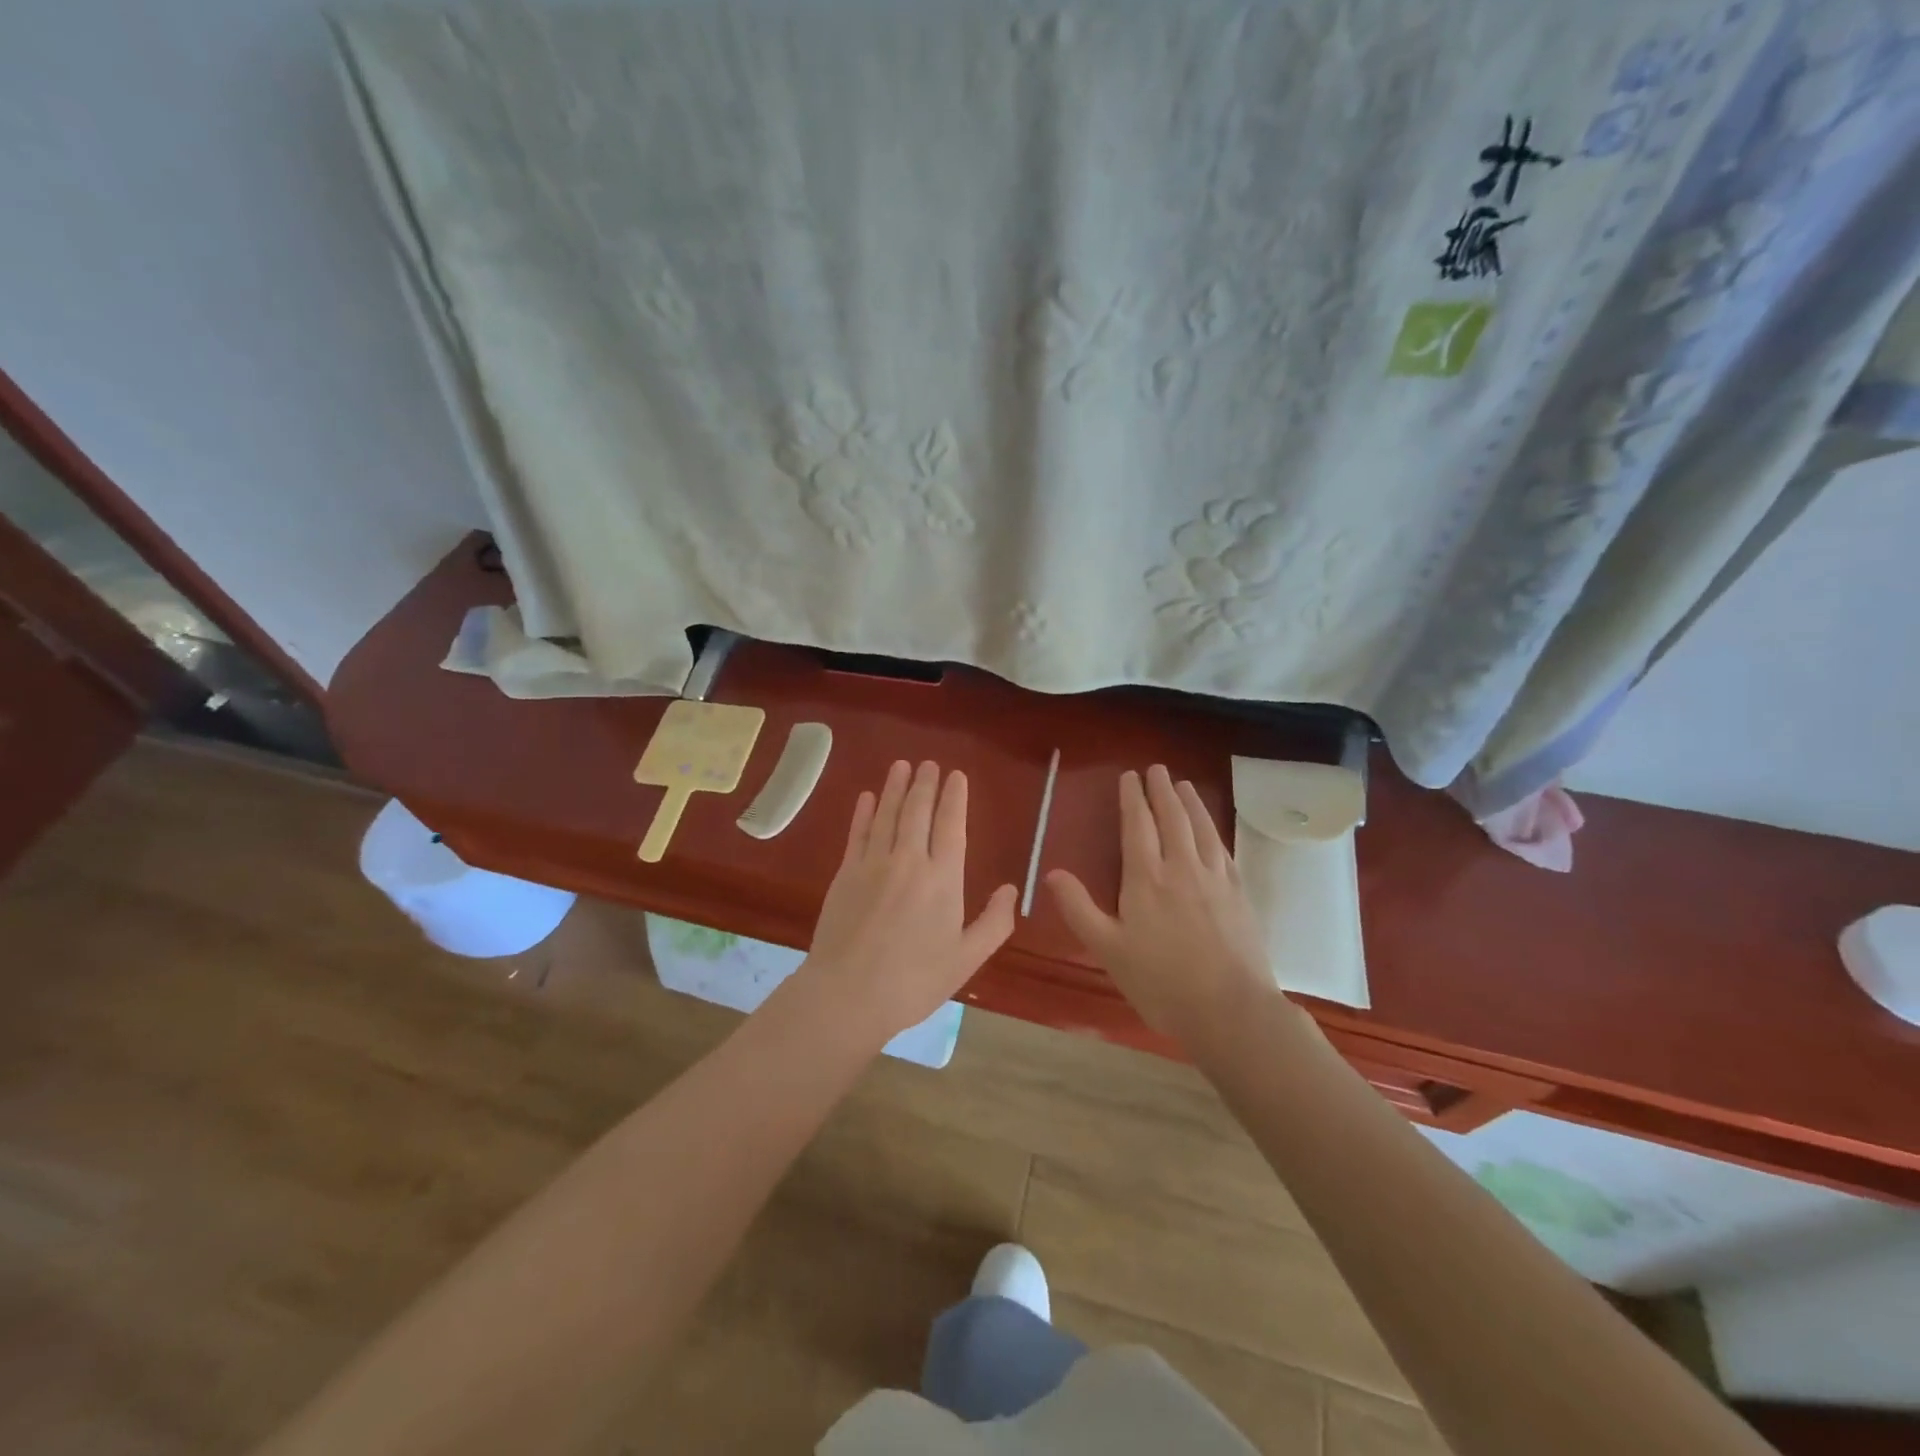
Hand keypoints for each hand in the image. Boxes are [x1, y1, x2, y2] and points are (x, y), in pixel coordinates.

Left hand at [798, 760, 1018, 1043]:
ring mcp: (873, 864)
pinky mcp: (845, 873)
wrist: (848, 994)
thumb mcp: (966, 959)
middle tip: (928, 763)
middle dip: (925, 783)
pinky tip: (868, 797)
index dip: (954, 797)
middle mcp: (909, 860)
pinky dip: (864, 812)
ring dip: (895, 787)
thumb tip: (1010, 889)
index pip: (951, 825)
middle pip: (918, 811)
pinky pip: (858, 833)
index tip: (956, 775)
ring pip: (887, 815)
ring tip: (901, 765)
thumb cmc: (914, 981)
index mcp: (943, 879)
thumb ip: (994, 922)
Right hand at [1047, 765, 1275, 1047]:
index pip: (1138, 826)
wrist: (1231, 1010)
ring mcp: (1214, 879)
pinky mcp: (1238, 894)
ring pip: (1201, 828)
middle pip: (1172, 819)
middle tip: (1157, 769)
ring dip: (1191, 803)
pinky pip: (1223, 849)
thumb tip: (1051, 873)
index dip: (1132, 799)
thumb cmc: (1161, 982)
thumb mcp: (1108, 949)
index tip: (1129, 776)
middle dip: (1162, 791)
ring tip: (1184, 785)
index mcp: (1146, 879)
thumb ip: (1078, 909)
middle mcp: (1182, 868)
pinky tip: (1212, 829)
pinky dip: (1214, 830)